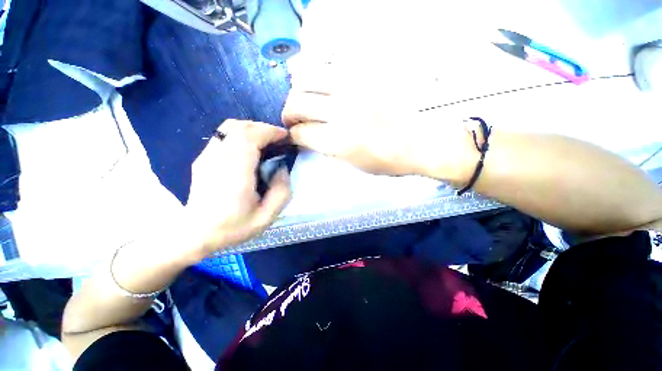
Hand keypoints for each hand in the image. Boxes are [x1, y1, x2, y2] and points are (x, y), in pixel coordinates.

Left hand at [184, 120, 291, 257]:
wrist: (195, 235)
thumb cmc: (233, 228)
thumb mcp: (266, 217)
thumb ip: (281, 191)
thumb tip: (282, 168)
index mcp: (235, 174)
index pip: (250, 137)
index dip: (270, 132)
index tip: (284, 136)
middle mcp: (218, 160)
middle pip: (240, 128)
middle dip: (263, 128)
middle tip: (278, 139)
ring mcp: (206, 157)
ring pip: (229, 128)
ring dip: (251, 129)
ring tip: (265, 141)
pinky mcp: (202, 158)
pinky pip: (222, 135)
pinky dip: (240, 134)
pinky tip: (248, 148)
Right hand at [282, 87, 477, 180]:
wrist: (418, 144)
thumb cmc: (386, 161)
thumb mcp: (352, 164)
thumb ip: (327, 149)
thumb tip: (307, 137)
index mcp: (339, 142)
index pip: (301, 133)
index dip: (293, 135)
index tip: (293, 136)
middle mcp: (342, 113)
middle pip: (298, 104)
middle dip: (288, 113)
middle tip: (291, 120)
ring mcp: (353, 90)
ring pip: (308, 79)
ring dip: (297, 91)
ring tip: (300, 99)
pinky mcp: (364, 76)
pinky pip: (329, 65)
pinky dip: (313, 70)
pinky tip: (311, 78)